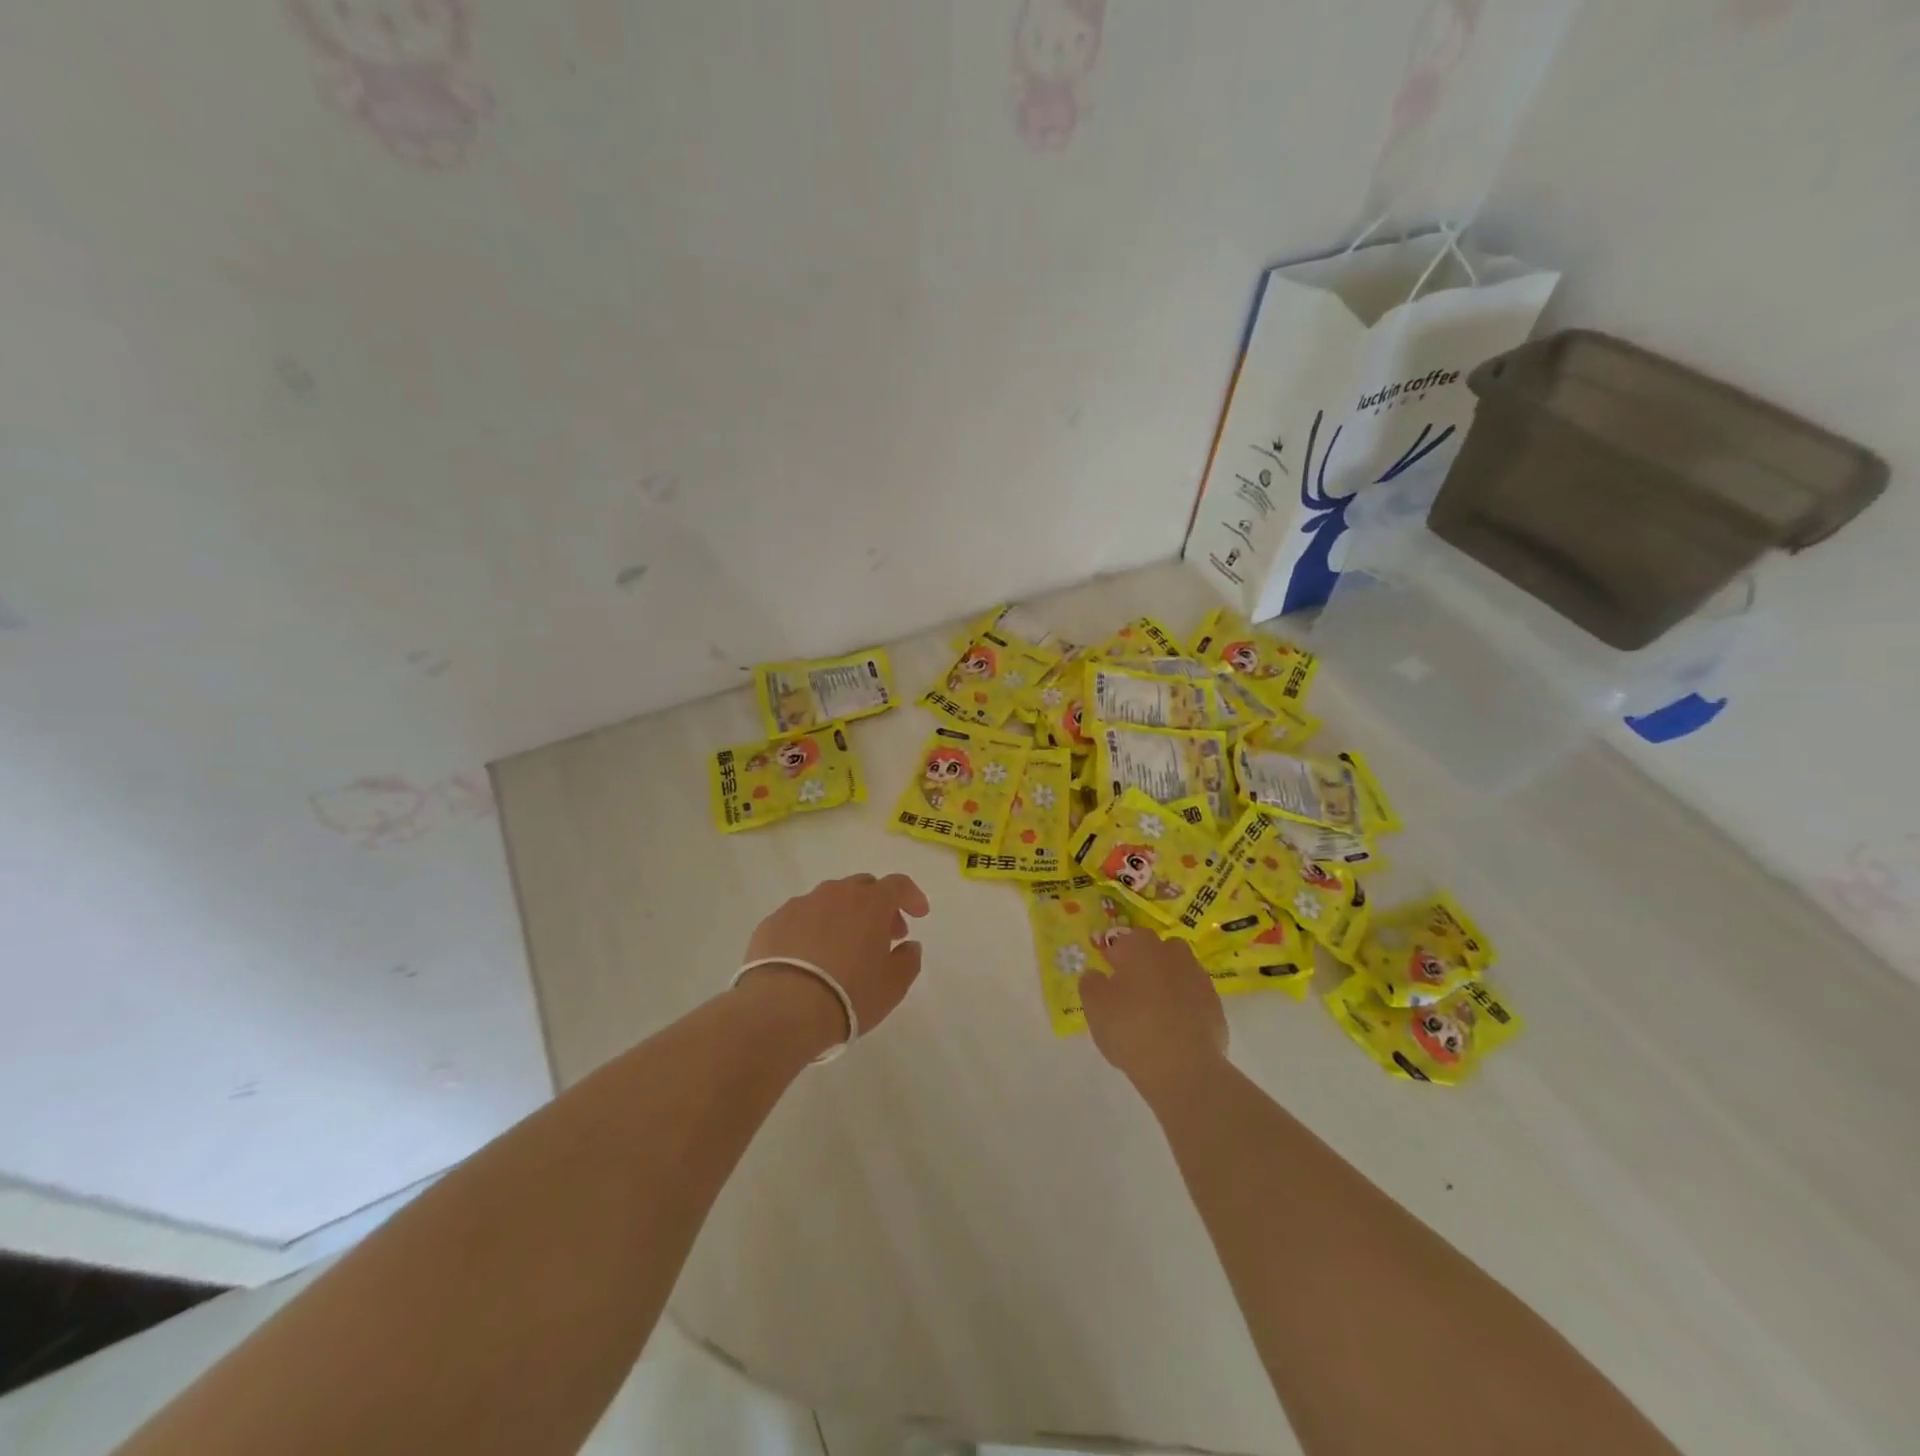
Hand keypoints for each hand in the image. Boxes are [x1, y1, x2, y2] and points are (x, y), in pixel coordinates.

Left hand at [740, 873, 929, 1051]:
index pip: (898, 885)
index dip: (911, 896)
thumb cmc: (849, 995)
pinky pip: (800, 918)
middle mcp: (835, 894)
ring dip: (842, 916)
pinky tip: (808, 958)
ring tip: (842, 948)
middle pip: (862, 887)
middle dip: (877, 906)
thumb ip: (908, 959)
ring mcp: (800, 905)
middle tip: (882, 935)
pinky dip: (811, 930)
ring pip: (828, 900)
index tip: (918, 914)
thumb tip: (908, 945)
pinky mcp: (772, 922)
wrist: (783, 1010)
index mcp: (870, 903)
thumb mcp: (893, 985)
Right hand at [1079, 927, 1227, 1097]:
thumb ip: (1091, 984)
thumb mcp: (1095, 1006)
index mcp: (1141, 947)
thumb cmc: (1130, 1028)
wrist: (1183, 1067)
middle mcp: (1173, 954)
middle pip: (1157, 951)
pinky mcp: (1215, 1007)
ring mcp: (1198, 980)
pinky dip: (1183, 1008)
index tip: (1108, 973)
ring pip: (1178, 973)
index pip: (1125, 939)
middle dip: (1145, 964)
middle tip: (1131, 991)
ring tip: (1152, 1014)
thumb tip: (1095, 975)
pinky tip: (1172, 1031)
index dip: (1115, 955)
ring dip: (1167, 985)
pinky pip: (1193, 1000)